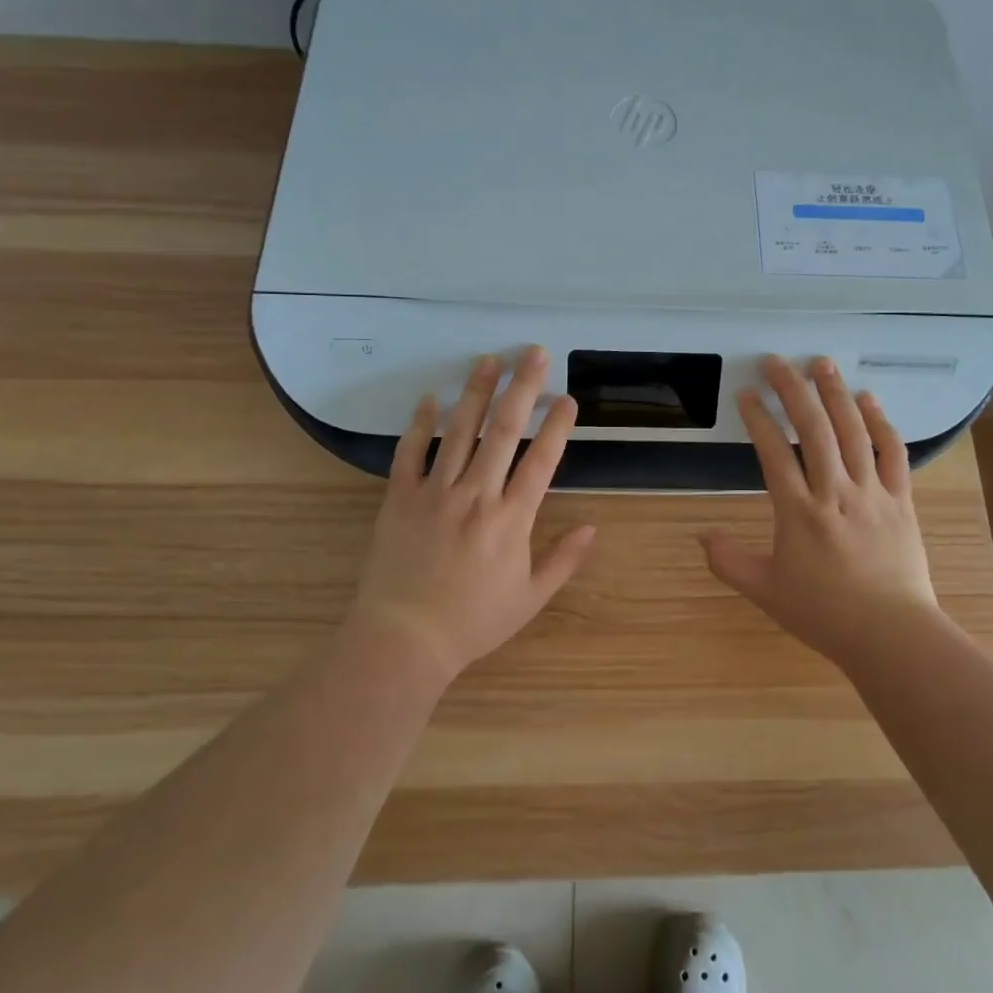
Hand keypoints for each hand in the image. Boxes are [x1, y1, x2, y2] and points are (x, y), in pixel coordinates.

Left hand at [351, 346, 595, 681]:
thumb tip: (593, 528)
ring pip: (460, 431)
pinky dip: (420, 424)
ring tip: (488, 360)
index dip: (558, 426)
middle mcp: (477, 494)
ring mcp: (435, 492)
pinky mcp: (399, 497)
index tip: (567, 398)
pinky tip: (430, 398)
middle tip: (533, 353)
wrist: (403, 639)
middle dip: (522, 388)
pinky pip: (410, 452)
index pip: (542, 460)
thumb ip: (563, 560)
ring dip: (476, 392)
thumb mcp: (529, 598)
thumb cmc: (473, 622)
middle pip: (504, 431)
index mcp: (512, 519)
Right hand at [700, 356, 940, 666]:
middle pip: (813, 429)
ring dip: (835, 394)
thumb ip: (729, 561)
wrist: (891, 635)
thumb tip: (700, 536)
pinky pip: (893, 453)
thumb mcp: (765, 591)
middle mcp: (835, 492)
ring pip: (853, 432)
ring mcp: (872, 493)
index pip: (773, 453)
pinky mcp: (901, 500)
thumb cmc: (824, 613)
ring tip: (821, 363)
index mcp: (799, 512)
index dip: (757, 419)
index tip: (745, 394)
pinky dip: (881, 423)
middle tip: (777, 361)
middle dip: (792, 390)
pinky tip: (868, 400)